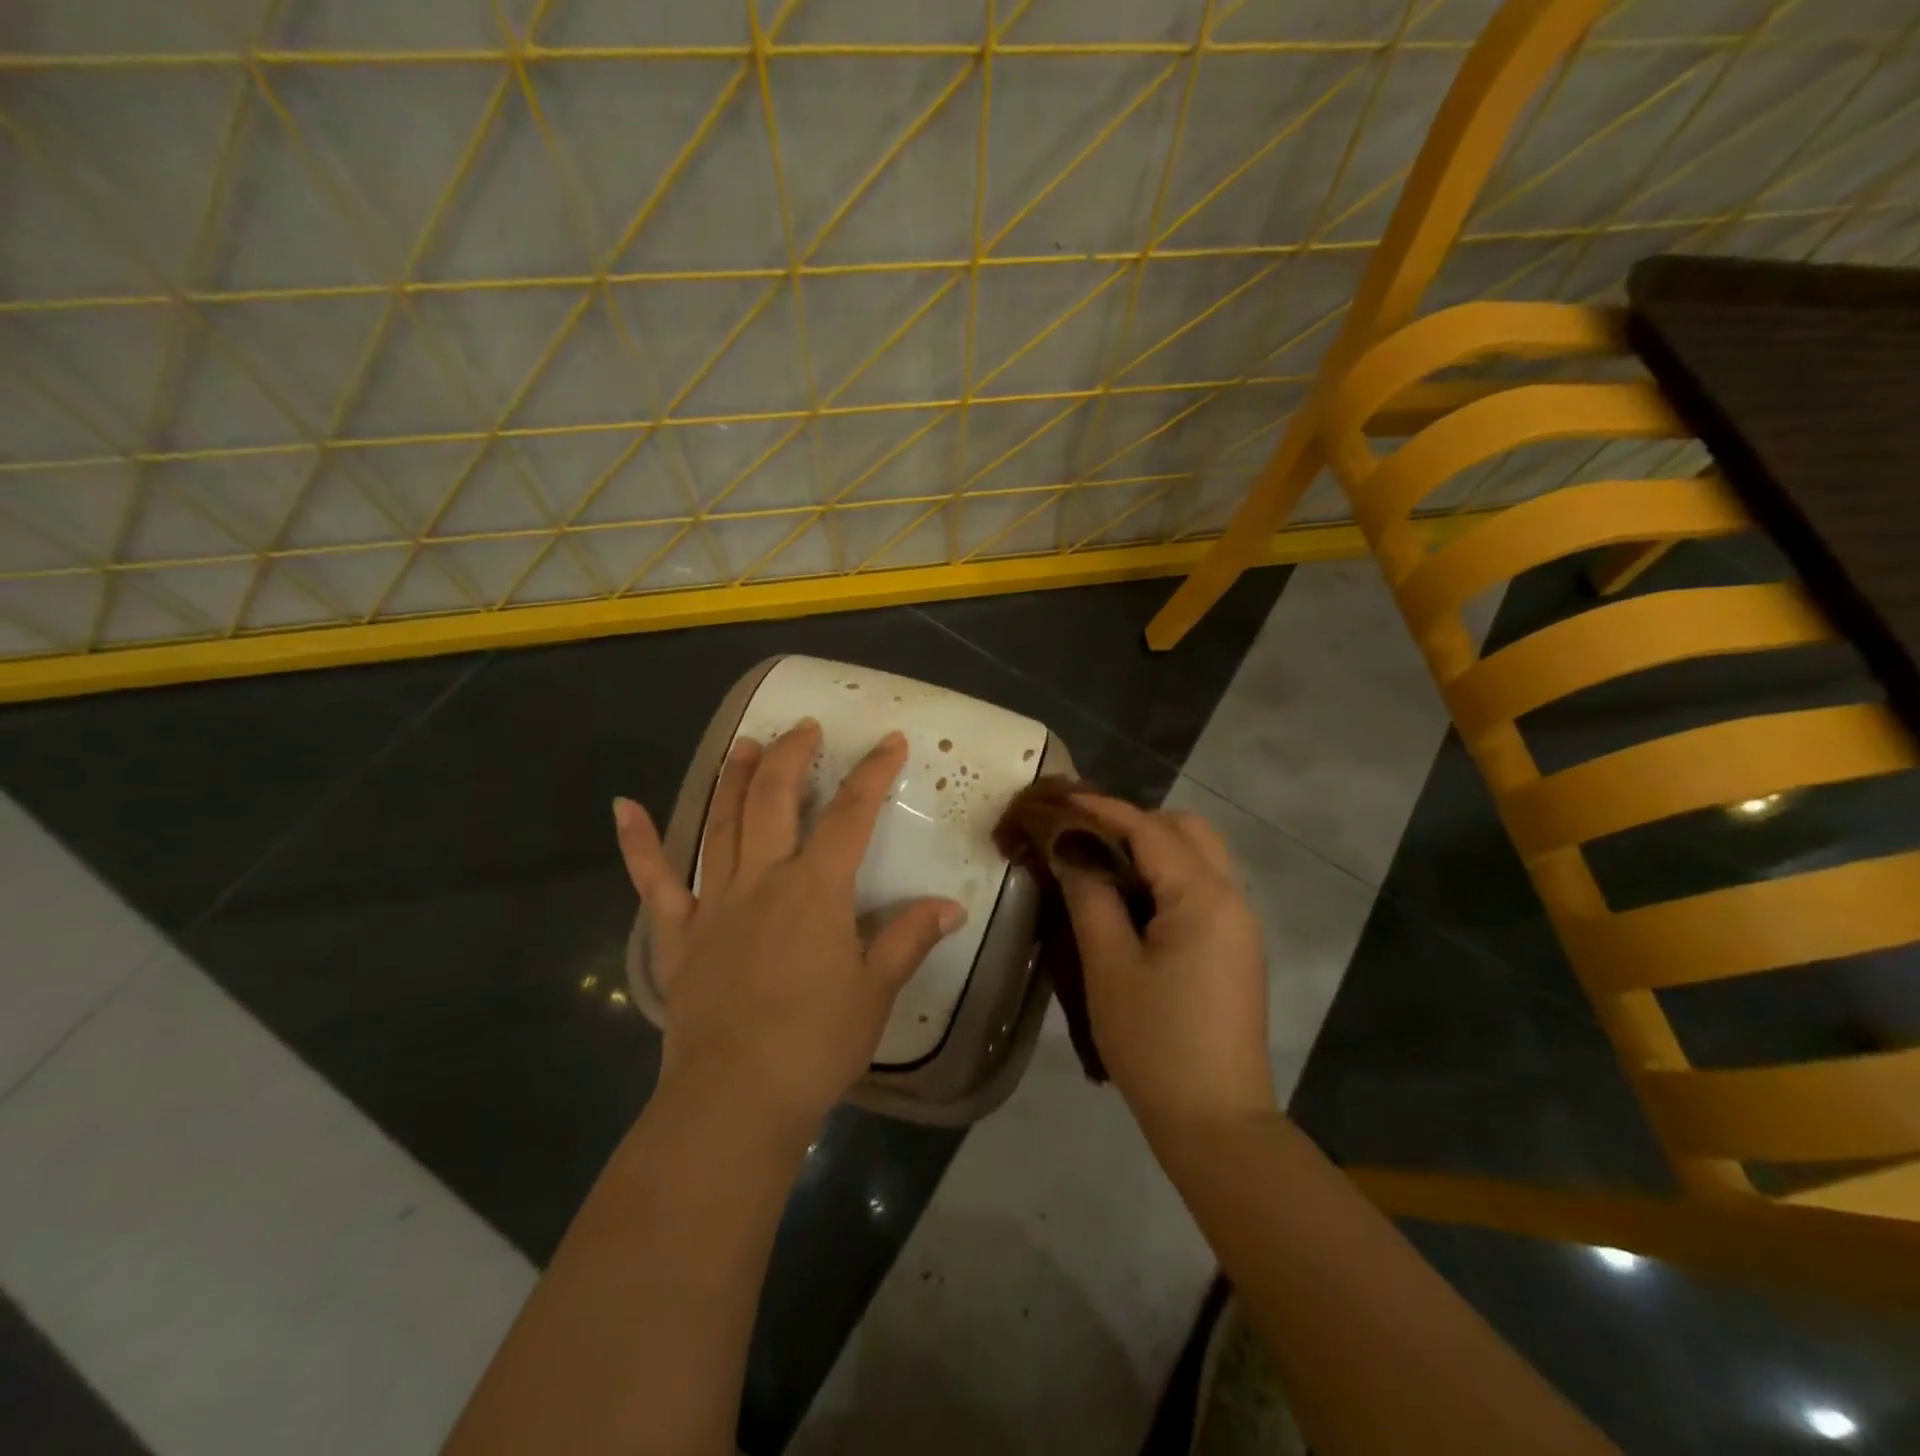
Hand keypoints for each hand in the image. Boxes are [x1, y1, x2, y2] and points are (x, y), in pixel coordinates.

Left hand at [614, 720, 965, 1134]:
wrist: (735, 1098)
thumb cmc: (816, 1043)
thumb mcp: (876, 990)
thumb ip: (908, 938)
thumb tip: (951, 906)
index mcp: (816, 889)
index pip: (851, 815)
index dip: (873, 773)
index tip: (890, 741)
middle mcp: (763, 879)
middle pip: (775, 799)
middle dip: (792, 756)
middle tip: (804, 727)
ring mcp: (714, 902)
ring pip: (722, 823)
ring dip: (734, 778)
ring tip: (744, 743)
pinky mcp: (678, 935)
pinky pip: (653, 881)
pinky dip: (637, 843)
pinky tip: (623, 807)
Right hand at [1055, 795, 1274, 1132]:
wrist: (1216, 1122)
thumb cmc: (1156, 1043)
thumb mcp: (1109, 967)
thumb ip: (1089, 897)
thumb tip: (1070, 849)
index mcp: (1204, 897)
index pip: (1149, 830)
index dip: (1102, 809)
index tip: (1061, 797)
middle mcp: (1232, 899)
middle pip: (1187, 831)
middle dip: (1135, 822)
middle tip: (1084, 836)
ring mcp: (1240, 925)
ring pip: (1199, 857)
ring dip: (1153, 848)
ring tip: (1101, 863)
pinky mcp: (1236, 949)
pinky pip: (1202, 888)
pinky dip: (1166, 876)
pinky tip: (1131, 899)